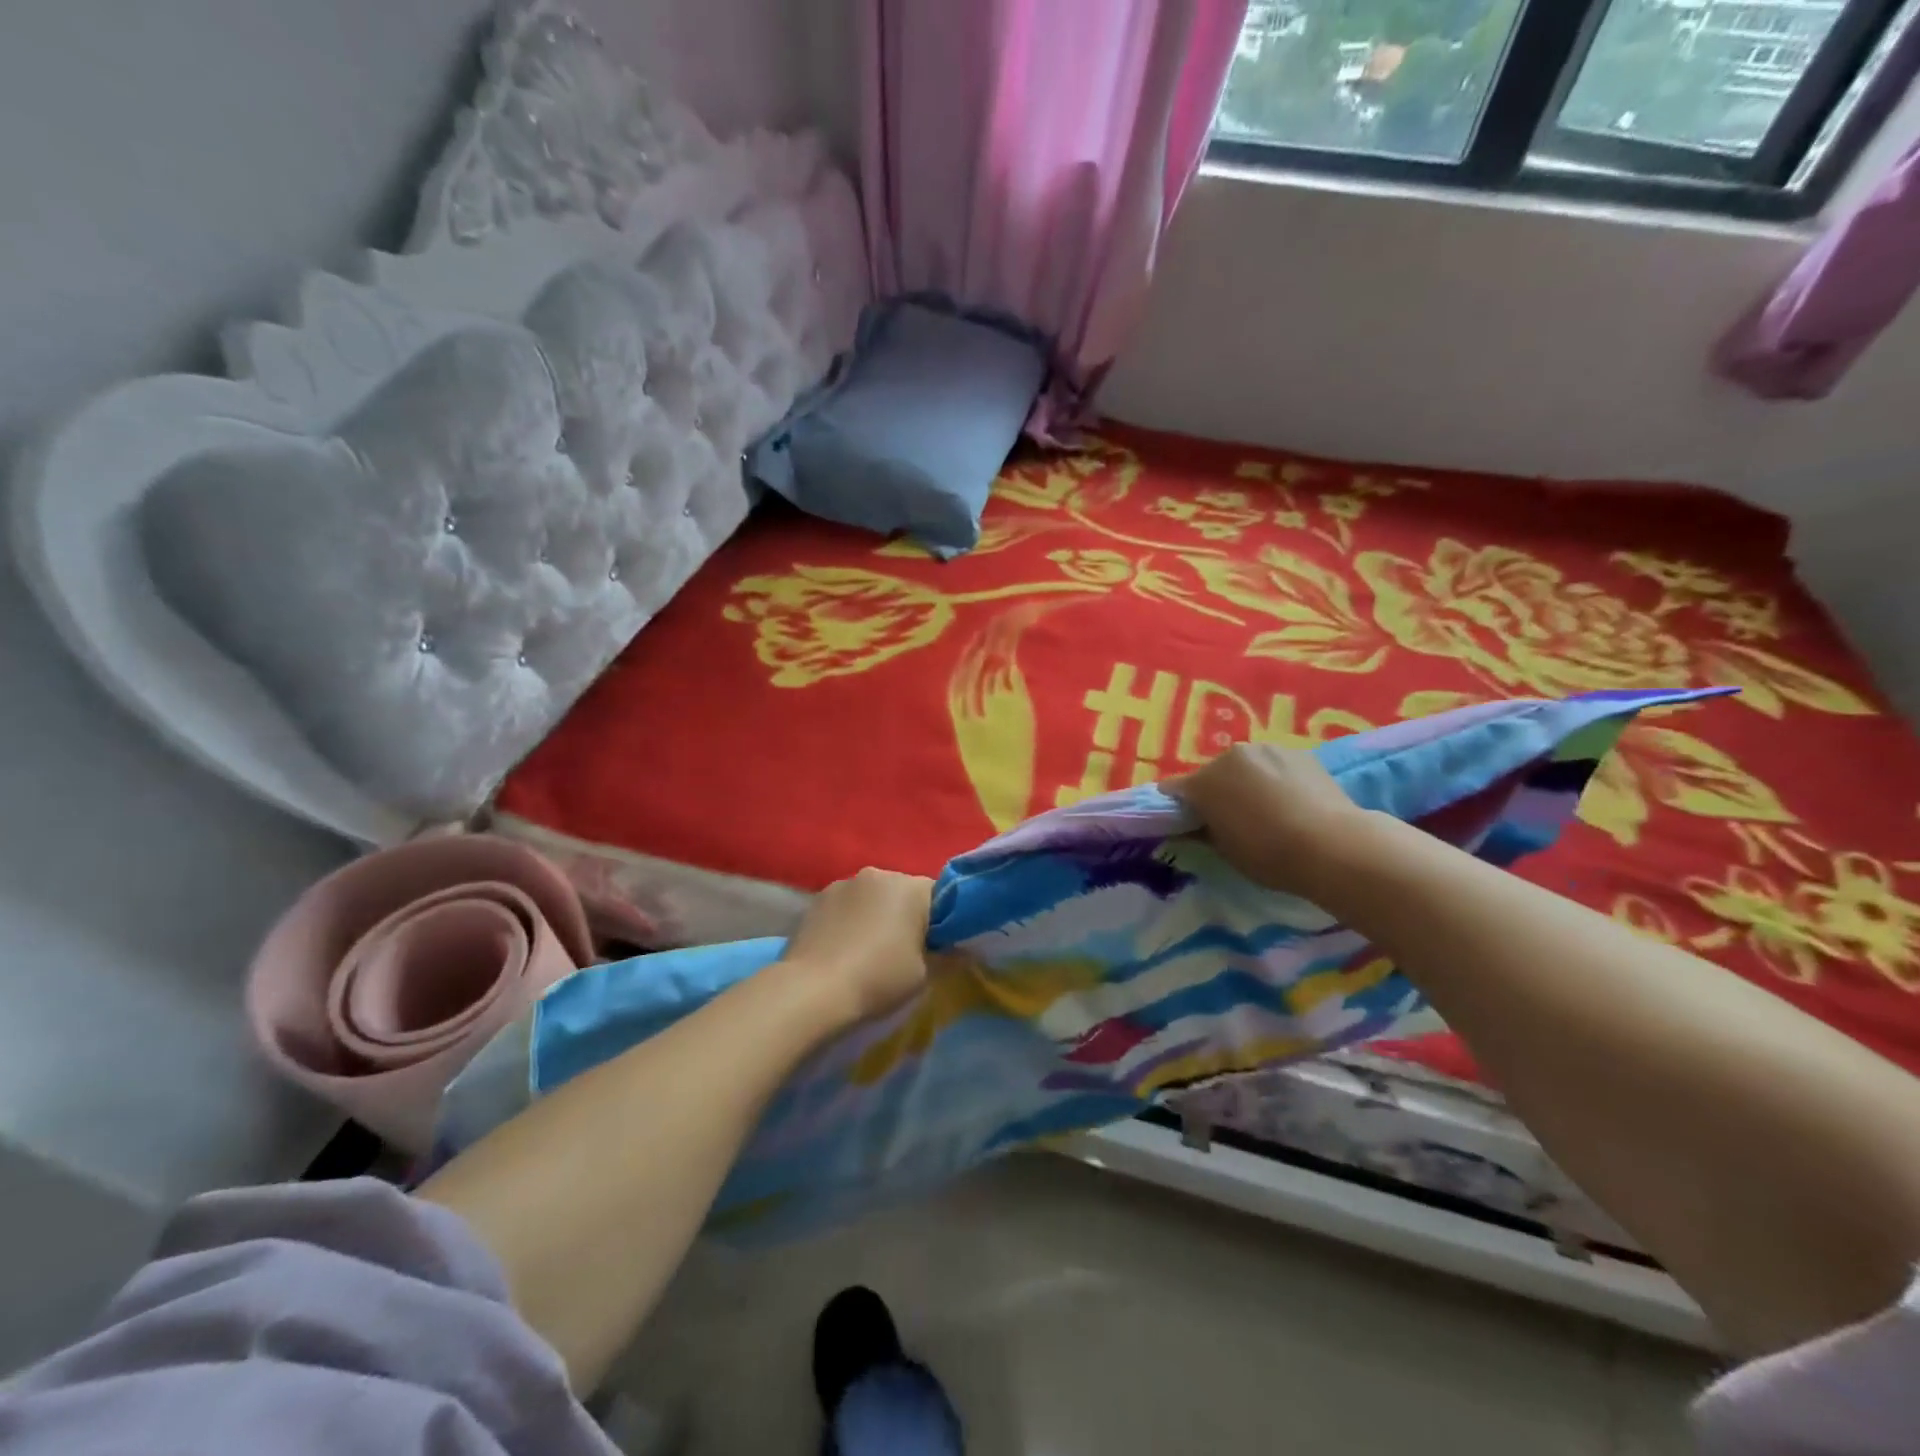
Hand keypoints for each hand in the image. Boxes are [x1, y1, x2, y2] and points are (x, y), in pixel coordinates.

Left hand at [779, 868, 933, 1022]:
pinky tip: (842, 949)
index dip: (941, 920)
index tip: (935, 946)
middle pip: (902, 892)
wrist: (812, 991)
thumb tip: (962, 950)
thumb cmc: (878, 979)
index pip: (939, 894)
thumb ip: (948, 957)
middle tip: (903, 950)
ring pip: (871, 897)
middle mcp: (878, 874)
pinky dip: (849, 920)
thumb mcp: (924, 976)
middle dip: (905, 914)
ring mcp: (843, 883)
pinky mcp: (817, 899)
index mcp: (910, 887)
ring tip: (867, 950)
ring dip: (875, 915)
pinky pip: (845, 906)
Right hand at [1167, 744, 1369, 899]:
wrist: (1334, 846)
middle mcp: (1230, 756)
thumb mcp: (1225, 851)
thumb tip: (1189, 828)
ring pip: (1245, 767)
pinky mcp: (1299, 752)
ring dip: (1247, 782)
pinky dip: (1274, 779)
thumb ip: (1201, 833)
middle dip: (1216, 792)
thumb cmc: (1269, 854)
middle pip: (1212, 774)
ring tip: (1267, 810)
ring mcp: (1267, 749)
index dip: (1177, 807)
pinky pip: (1274, 766)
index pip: (1174, 789)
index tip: (1187, 824)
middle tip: (1232, 820)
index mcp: (1204, 781)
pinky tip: (1292, 802)